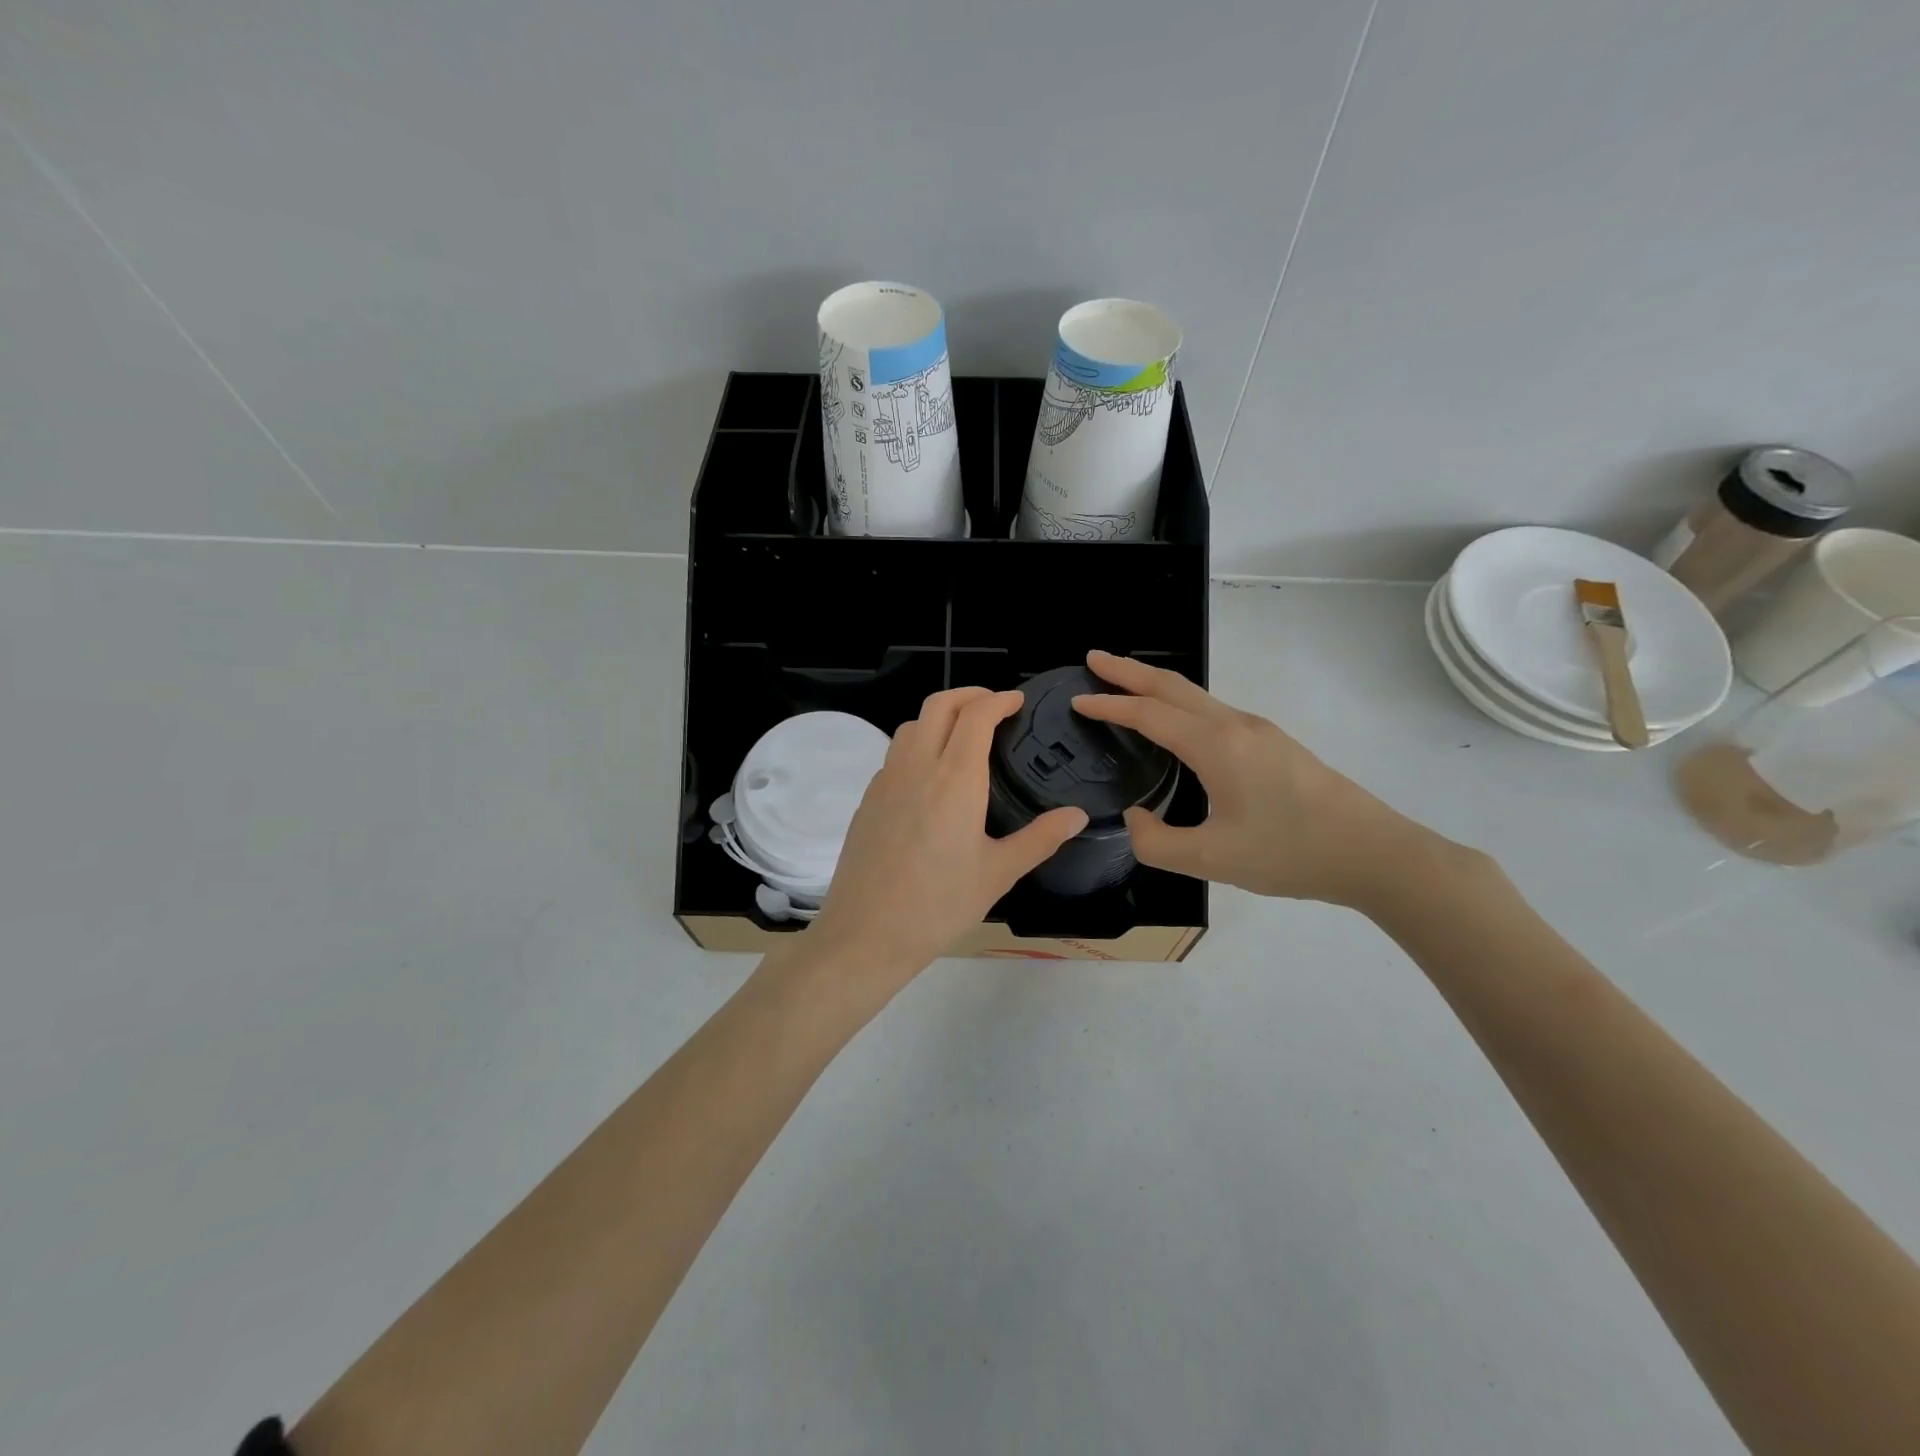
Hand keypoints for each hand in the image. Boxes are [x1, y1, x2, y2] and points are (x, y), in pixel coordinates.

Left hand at [810, 687, 1087, 980]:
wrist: (866, 933)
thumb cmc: (940, 904)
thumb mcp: (998, 873)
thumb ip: (1040, 838)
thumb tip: (1077, 815)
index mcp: (955, 778)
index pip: (976, 715)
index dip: (999, 699)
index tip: (1017, 701)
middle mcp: (916, 767)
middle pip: (938, 705)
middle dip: (968, 694)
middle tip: (993, 705)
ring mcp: (886, 781)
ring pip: (911, 726)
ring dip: (939, 717)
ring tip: (963, 737)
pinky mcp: (868, 800)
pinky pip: (894, 755)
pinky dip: (917, 746)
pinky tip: (930, 778)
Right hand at [1072, 650, 1446, 908]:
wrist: (1373, 852)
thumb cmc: (1290, 853)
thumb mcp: (1212, 859)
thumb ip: (1156, 842)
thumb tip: (1136, 817)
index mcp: (1216, 745)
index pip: (1149, 714)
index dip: (1109, 705)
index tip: (1077, 699)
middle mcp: (1235, 726)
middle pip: (1172, 686)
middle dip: (1129, 670)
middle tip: (1093, 659)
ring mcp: (1258, 731)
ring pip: (1195, 695)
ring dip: (1155, 685)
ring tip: (1125, 684)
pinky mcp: (1272, 744)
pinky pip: (1212, 711)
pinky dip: (1179, 704)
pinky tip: (1175, 723)